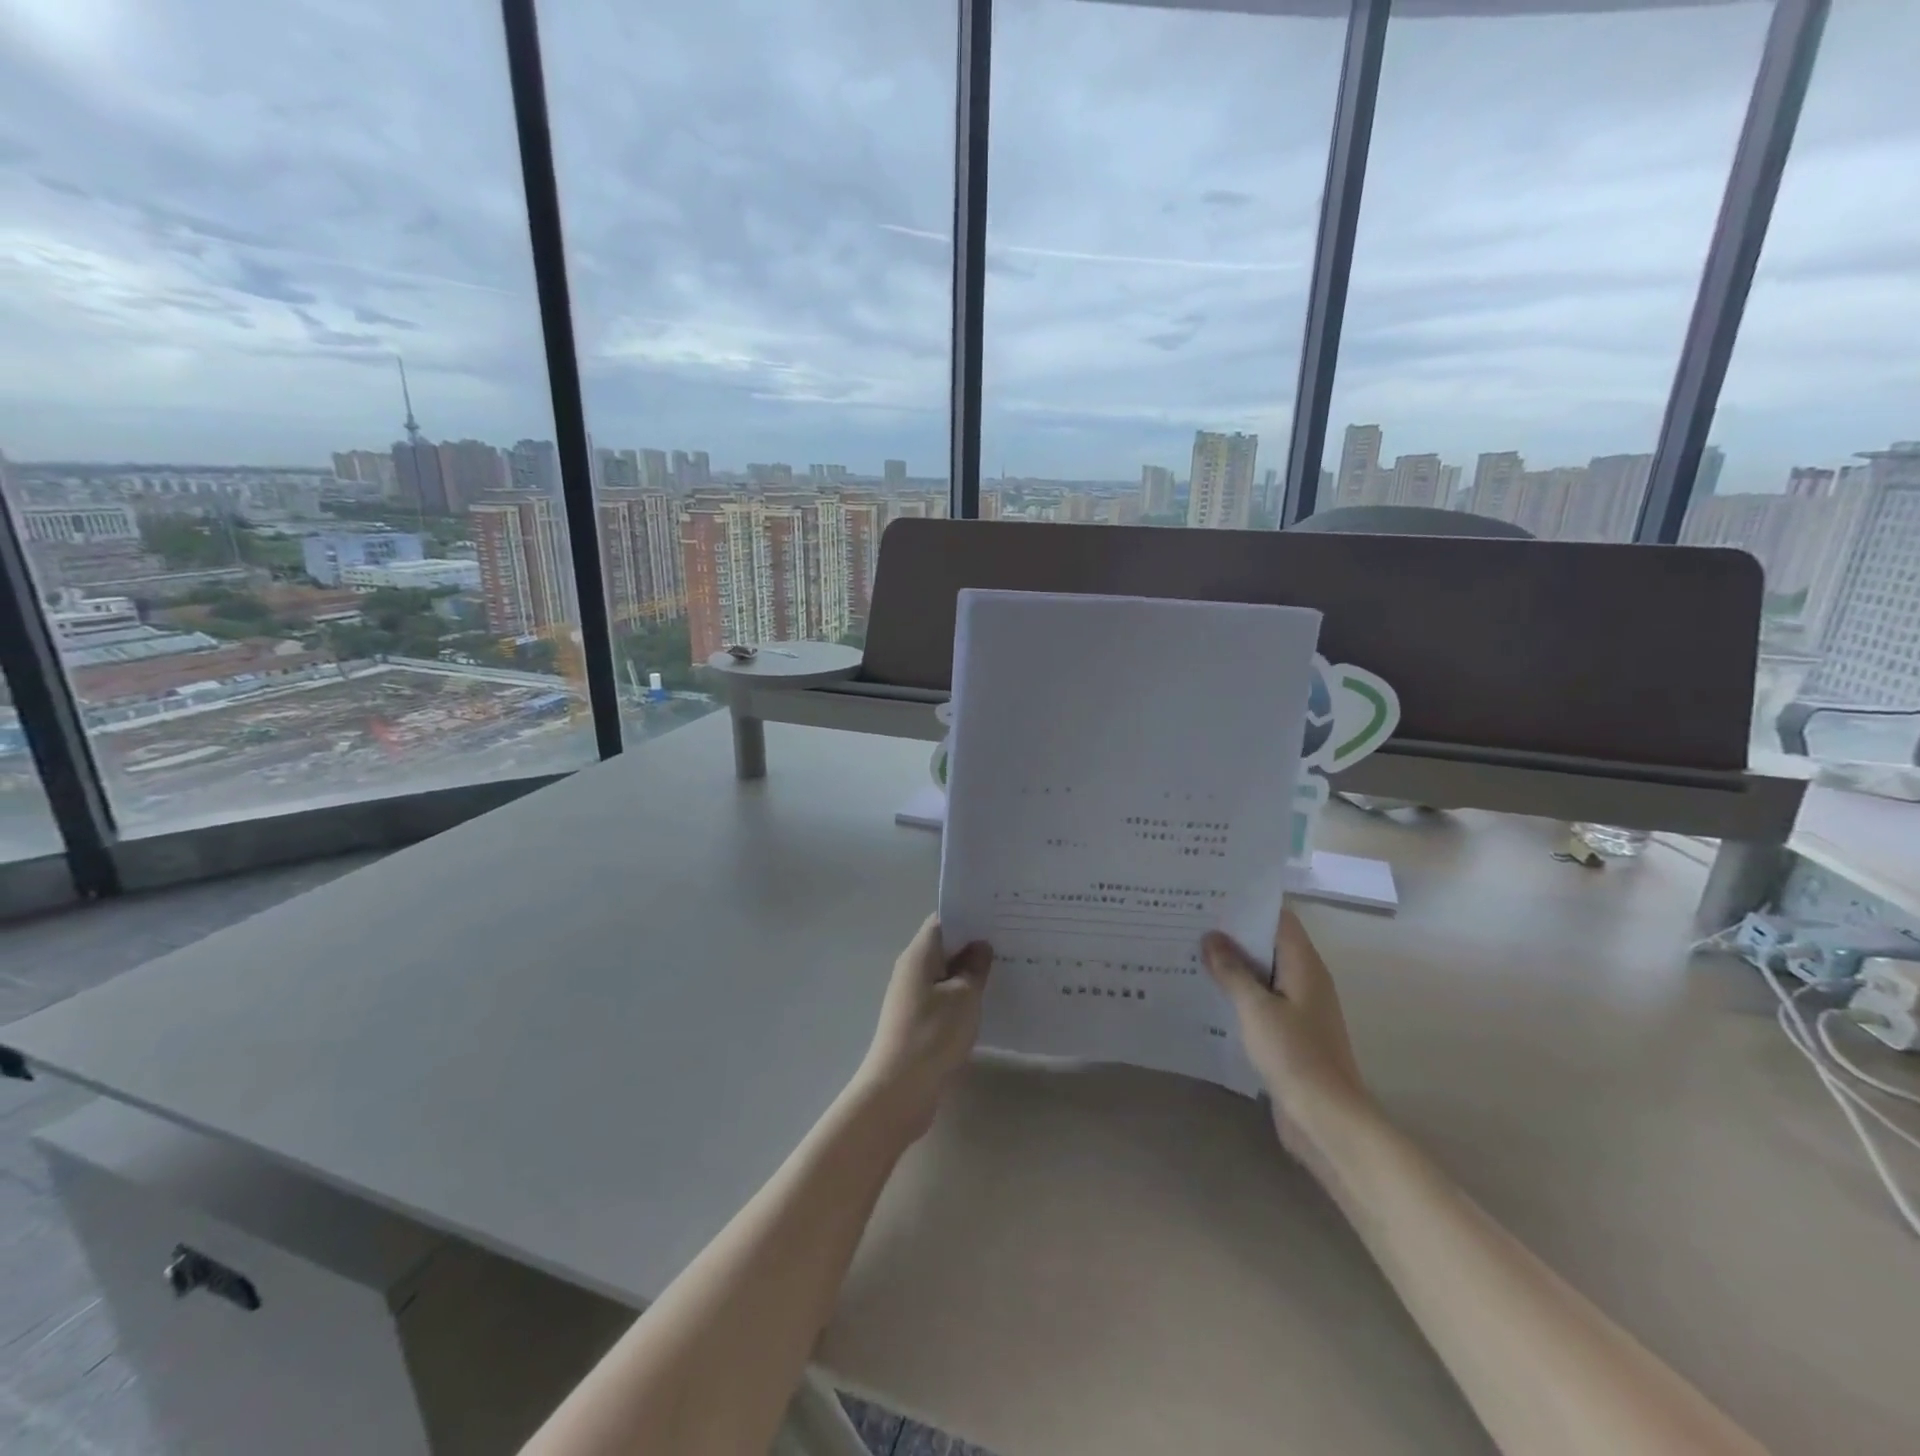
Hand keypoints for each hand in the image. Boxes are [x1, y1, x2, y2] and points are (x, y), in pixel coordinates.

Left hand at [851, 916, 992, 1143]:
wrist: (899, 1090)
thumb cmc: (933, 1034)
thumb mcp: (964, 996)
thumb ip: (974, 967)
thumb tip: (980, 945)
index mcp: (919, 954)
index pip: (942, 921)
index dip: (969, 915)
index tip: (998, 916)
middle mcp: (911, 969)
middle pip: (944, 946)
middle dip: (973, 943)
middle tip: (1011, 941)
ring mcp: (912, 997)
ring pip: (945, 973)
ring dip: (969, 972)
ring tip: (1006, 969)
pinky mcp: (917, 1021)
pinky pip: (943, 997)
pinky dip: (962, 995)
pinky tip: (986, 1002)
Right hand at [1202, 910, 1374, 1171]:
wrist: (1326, 1121)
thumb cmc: (1295, 1055)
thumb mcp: (1256, 1008)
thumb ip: (1232, 971)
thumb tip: (1211, 936)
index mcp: (1304, 966)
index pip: (1278, 919)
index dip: (1248, 904)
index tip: (1211, 896)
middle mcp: (1306, 981)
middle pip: (1268, 944)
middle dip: (1233, 934)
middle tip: (1190, 921)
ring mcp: (1299, 1009)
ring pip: (1262, 975)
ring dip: (1232, 966)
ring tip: (1190, 952)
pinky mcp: (1289, 1035)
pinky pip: (1260, 1002)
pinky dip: (1237, 994)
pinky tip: (1206, 995)